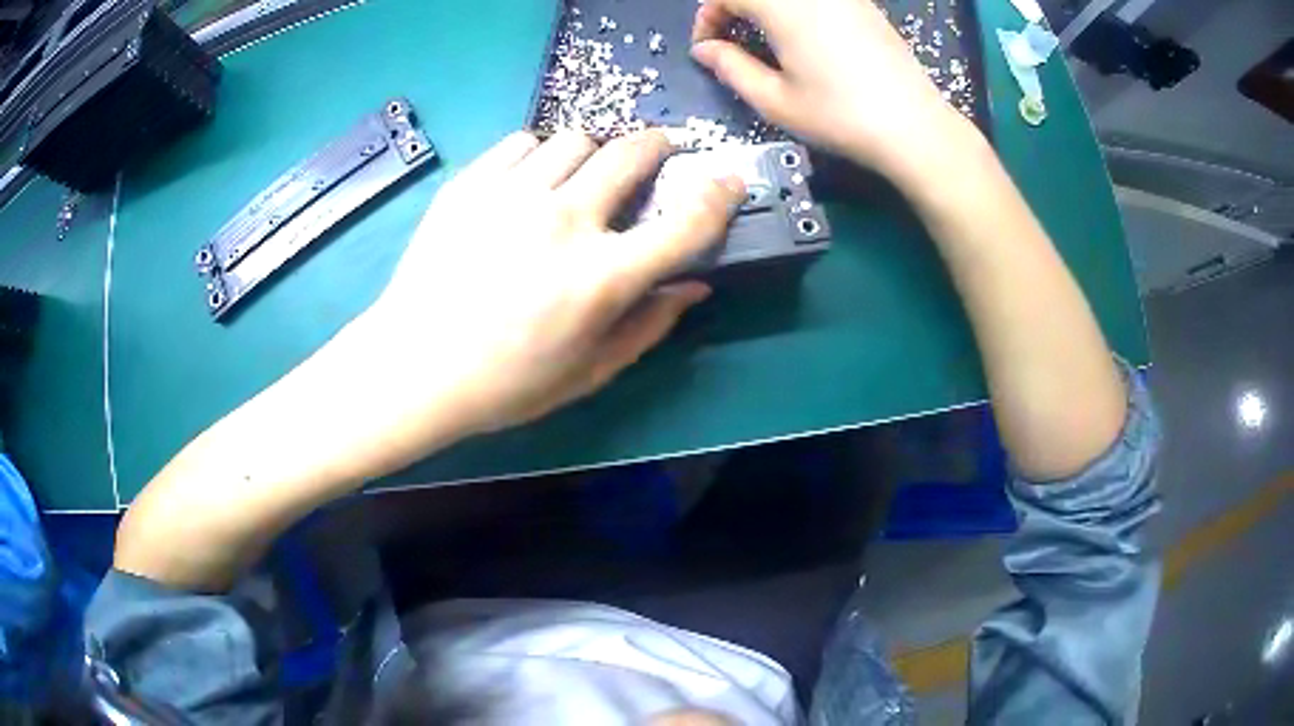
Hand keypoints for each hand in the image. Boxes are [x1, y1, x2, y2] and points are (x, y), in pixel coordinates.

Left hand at [363, 129, 744, 440]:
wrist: (412, 366)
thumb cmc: (504, 384)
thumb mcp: (588, 372)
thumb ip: (650, 325)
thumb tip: (694, 285)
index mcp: (601, 277)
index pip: (686, 221)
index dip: (719, 195)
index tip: (728, 180)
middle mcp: (563, 221)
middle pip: (631, 152)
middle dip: (657, 146)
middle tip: (657, 155)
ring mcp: (511, 194)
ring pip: (576, 139)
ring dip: (593, 153)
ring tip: (581, 176)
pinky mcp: (470, 184)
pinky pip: (522, 144)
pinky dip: (538, 156)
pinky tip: (528, 184)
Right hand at [691, 0, 973, 179]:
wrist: (914, 127)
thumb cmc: (839, 116)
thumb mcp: (774, 100)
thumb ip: (731, 68)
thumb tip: (704, 50)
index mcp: (783, 7)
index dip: (708, 17)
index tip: (707, 47)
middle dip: (734, 8)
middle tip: (731, 39)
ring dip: (765, 7)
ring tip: (766, 38)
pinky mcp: (865, 6)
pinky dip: (796, 8)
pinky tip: (804, 37)